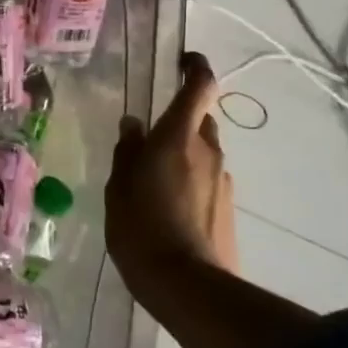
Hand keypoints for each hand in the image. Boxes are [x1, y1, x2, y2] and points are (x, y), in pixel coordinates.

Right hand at [105, 51, 235, 289]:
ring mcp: (223, 181)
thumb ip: (127, 152)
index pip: (200, 86)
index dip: (196, 67)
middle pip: (198, 122)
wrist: (188, 287)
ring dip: (183, 158)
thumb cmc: (141, 228)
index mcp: (178, 137)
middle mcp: (208, 151)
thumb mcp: (119, 187)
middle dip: (177, 125)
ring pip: (202, 154)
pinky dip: (190, 184)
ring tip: (153, 186)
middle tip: (148, 144)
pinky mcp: (228, 209)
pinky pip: (206, 182)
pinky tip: (169, 211)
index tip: (183, 61)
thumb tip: (134, 125)